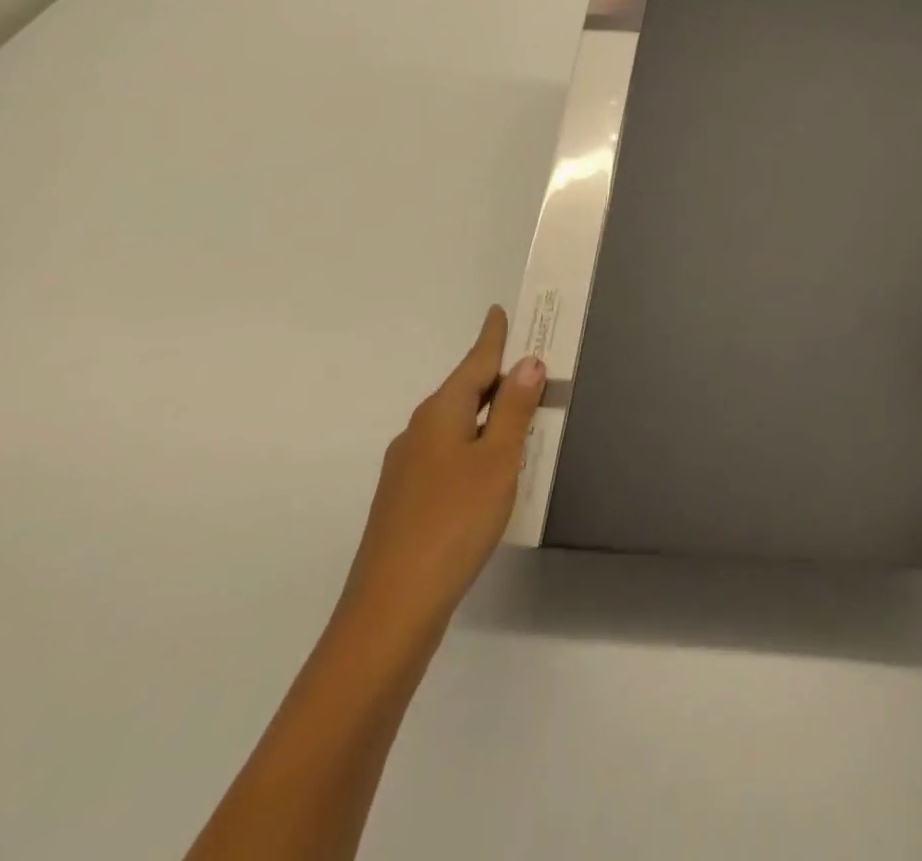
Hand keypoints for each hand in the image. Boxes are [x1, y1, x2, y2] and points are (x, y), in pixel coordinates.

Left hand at [338, 305, 544, 635]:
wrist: (392, 608)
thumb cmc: (453, 521)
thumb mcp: (497, 460)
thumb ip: (513, 410)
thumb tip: (528, 363)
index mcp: (439, 414)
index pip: (474, 364)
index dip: (492, 338)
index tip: (499, 311)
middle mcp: (418, 433)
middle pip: (462, 392)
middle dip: (494, 376)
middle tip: (530, 363)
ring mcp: (407, 470)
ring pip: (455, 426)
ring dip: (487, 414)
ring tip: (522, 412)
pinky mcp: (407, 502)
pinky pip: (449, 455)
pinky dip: (475, 445)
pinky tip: (492, 467)